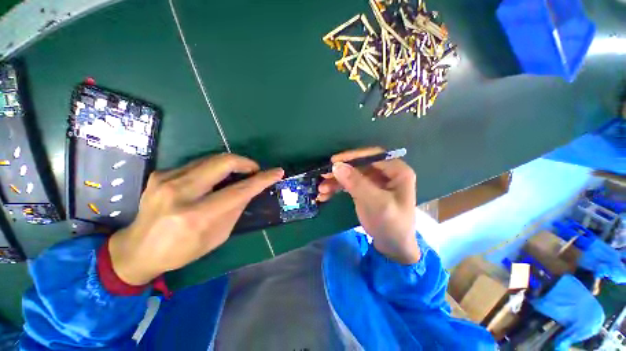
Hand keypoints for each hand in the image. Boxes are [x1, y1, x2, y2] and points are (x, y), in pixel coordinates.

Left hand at [108, 154, 283, 284]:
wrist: (136, 250)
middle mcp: (180, 192)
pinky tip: (213, 179)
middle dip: (246, 162)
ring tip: (237, 174)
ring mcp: (166, 179)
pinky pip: (197, 163)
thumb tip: (249, 190)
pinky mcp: (160, 173)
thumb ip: (235, 209)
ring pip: (211, 159)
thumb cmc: (181, 250)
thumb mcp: (217, 236)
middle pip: (223, 162)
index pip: (239, 190)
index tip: (277, 172)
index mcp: (196, 215)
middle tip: (254, 170)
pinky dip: (213, 168)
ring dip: (231, 164)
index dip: (262, 179)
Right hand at [317, 147, 419, 263]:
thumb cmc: (391, 224)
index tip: (334, 161)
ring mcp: (373, 182)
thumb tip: (336, 166)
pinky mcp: (364, 190)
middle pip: (359, 165)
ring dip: (336, 181)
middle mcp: (385, 173)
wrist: (392, 247)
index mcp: (397, 171)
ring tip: (321, 189)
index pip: (373, 155)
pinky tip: (325, 194)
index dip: (353, 156)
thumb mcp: (376, 203)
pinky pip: (349, 184)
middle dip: (341, 171)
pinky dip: (337, 188)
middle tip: (324, 174)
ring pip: (352, 174)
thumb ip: (357, 183)